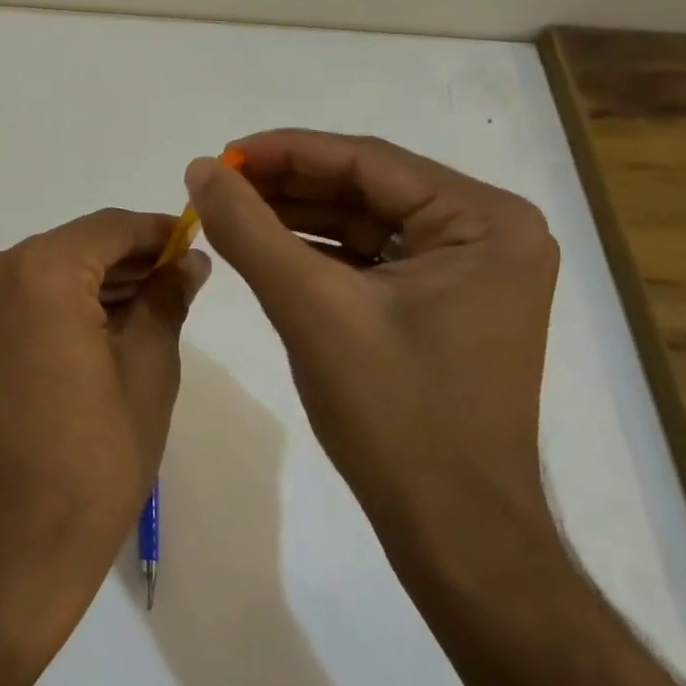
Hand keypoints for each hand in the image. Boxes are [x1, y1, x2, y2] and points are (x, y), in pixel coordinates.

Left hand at [0, 209, 209, 643]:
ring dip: (95, 282)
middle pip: (74, 247)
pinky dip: (61, 301)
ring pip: (47, 270)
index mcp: (38, 270)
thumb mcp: (148, 369)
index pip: (109, 228)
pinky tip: (106, 320)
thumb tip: (189, 260)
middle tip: (180, 277)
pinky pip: (22, 295)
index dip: (155, 231)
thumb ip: (166, 298)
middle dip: (128, 260)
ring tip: (152, 301)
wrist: (17, 537)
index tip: (192, 241)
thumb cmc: (96, 455)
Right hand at [184, 131, 560, 566]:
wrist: (453, 533)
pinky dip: (315, 249)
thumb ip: (248, 228)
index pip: (366, 161)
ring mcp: (469, 268)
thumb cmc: (394, 414)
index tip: (218, 157)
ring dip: (294, 214)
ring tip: (228, 211)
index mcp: (483, 221)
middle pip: (365, 186)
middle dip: (286, 184)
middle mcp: (488, 232)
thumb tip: (198, 167)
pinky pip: (369, 254)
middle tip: (216, 185)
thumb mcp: (309, 306)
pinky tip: (263, 245)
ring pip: (363, 218)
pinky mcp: (444, 299)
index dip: (283, 152)